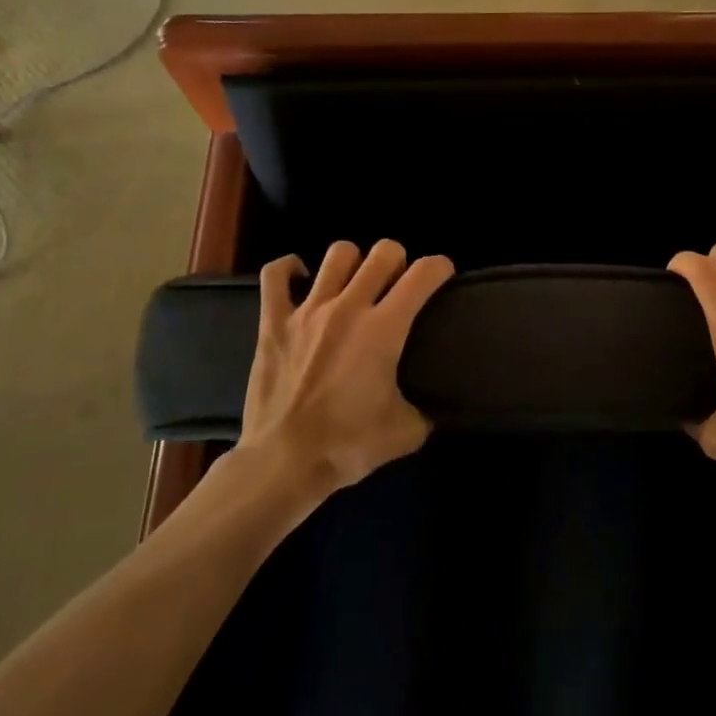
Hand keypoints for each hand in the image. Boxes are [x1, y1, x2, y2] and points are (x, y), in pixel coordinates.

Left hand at [235, 240, 453, 495]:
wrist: (282, 463)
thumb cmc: (347, 446)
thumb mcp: (405, 433)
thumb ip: (424, 412)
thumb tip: (429, 409)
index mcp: (384, 329)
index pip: (424, 274)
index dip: (440, 267)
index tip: (442, 276)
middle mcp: (349, 307)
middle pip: (383, 252)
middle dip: (398, 260)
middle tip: (397, 284)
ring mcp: (308, 311)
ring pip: (338, 254)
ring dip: (354, 262)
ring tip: (354, 281)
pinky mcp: (272, 322)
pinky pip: (275, 275)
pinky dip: (288, 268)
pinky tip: (301, 277)